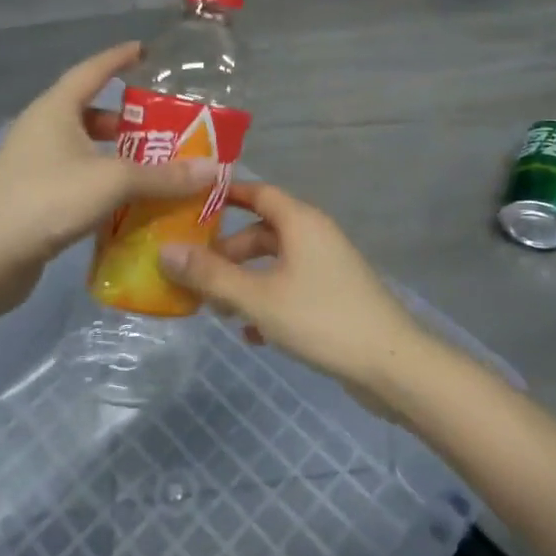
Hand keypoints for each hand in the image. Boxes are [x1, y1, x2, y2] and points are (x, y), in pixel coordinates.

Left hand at [0, 43, 218, 308]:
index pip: (92, 70)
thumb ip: (164, 175)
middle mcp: (40, 128)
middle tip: (164, 123)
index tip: (145, 51)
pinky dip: (101, 178)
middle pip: (89, 110)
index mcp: (55, 109)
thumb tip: (214, 169)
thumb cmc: (48, 201)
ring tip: (152, 162)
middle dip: (126, 116)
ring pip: (82, 145)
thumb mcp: (113, 182)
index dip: (119, 58)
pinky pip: (75, 174)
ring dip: (115, 151)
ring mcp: (31, 162)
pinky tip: (125, 198)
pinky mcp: (31, 193)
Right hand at [158, 181, 431, 400]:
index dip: (225, 195)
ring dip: (245, 282)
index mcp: (301, 222)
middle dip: (228, 253)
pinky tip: (252, 334)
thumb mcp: (258, 298)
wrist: (390, 364)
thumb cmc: (321, 319)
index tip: (191, 204)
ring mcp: (328, 266)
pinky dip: (269, 302)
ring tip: (218, 311)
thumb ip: (211, 276)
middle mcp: (315, 235)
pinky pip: (291, 288)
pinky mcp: (335, 296)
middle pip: (262, 233)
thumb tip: (165, 251)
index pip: (258, 192)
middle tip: (195, 276)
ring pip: (275, 264)